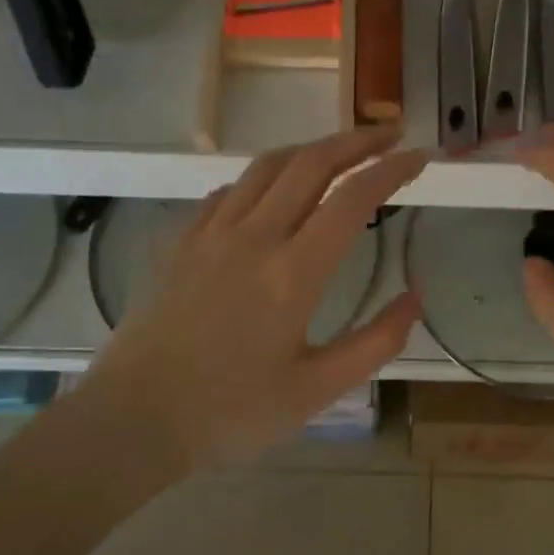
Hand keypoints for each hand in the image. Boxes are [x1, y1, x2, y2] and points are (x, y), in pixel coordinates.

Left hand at [85, 126, 427, 468]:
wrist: (134, 419)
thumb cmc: (231, 412)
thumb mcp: (318, 391)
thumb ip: (376, 342)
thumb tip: (416, 296)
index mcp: (294, 272)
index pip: (353, 199)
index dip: (392, 170)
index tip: (419, 157)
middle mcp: (254, 237)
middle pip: (311, 163)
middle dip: (357, 141)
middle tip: (390, 135)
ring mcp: (211, 234)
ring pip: (267, 166)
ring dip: (310, 149)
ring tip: (339, 151)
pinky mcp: (182, 243)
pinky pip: (228, 191)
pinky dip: (263, 177)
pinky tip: (272, 191)